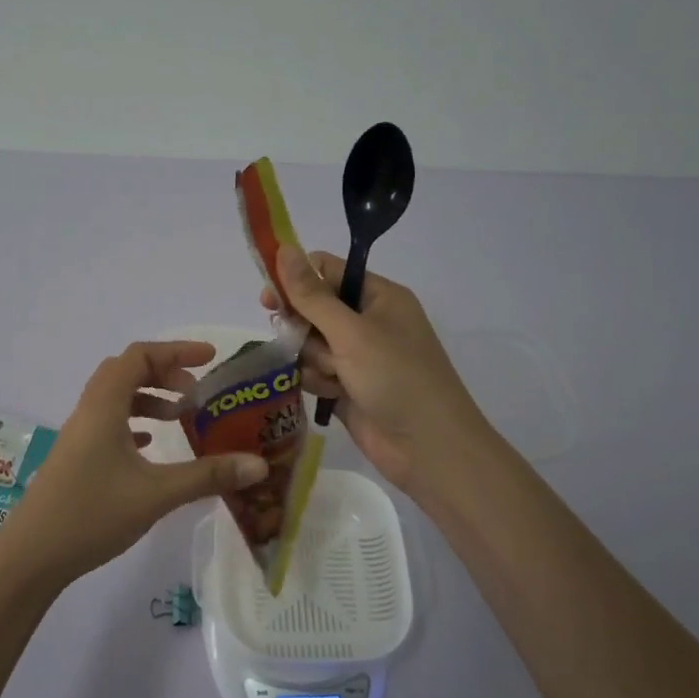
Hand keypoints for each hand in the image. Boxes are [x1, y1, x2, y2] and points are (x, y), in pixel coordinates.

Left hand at [0, 341, 268, 589]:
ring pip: (116, 398)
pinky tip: (150, 445)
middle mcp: (89, 412)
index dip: (176, 351)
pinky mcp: (76, 458)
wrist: (31, 556)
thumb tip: (259, 465)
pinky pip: (108, 423)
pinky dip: (133, 422)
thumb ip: (208, 475)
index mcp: (104, 406)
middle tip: (196, 391)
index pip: (139, 356)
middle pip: (126, 371)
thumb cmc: (92, 514)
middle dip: (164, 372)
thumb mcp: (157, 494)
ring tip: (180, 417)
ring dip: (148, 398)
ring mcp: (78, 436)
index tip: (210, 359)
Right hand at [262, 246, 487, 491]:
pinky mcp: (348, 387)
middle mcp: (368, 321)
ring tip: (332, 377)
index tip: (269, 299)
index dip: (296, 280)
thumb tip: (283, 248)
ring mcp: (358, 356)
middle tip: (293, 340)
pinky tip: (331, 394)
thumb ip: (312, 295)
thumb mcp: (351, 332)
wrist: (428, 449)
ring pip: (310, 343)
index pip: (328, 271)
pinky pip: (315, 372)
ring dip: (312, 359)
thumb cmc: (396, 378)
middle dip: (302, 326)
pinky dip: (317, 381)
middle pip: (314, 308)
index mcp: (379, 296)